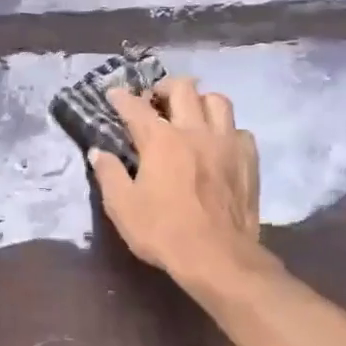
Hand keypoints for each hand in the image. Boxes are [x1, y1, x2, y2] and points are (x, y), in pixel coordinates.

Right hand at [90, 78, 261, 283]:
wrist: (217, 257)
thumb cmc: (163, 232)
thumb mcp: (122, 207)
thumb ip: (109, 174)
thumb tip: (98, 152)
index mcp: (161, 140)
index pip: (136, 107)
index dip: (121, 97)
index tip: (113, 94)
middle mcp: (195, 131)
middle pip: (183, 89)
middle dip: (165, 87)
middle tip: (155, 100)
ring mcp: (226, 143)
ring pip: (218, 101)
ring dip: (200, 101)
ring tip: (191, 113)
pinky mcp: (248, 160)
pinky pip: (239, 130)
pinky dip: (226, 129)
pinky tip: (218, 143)